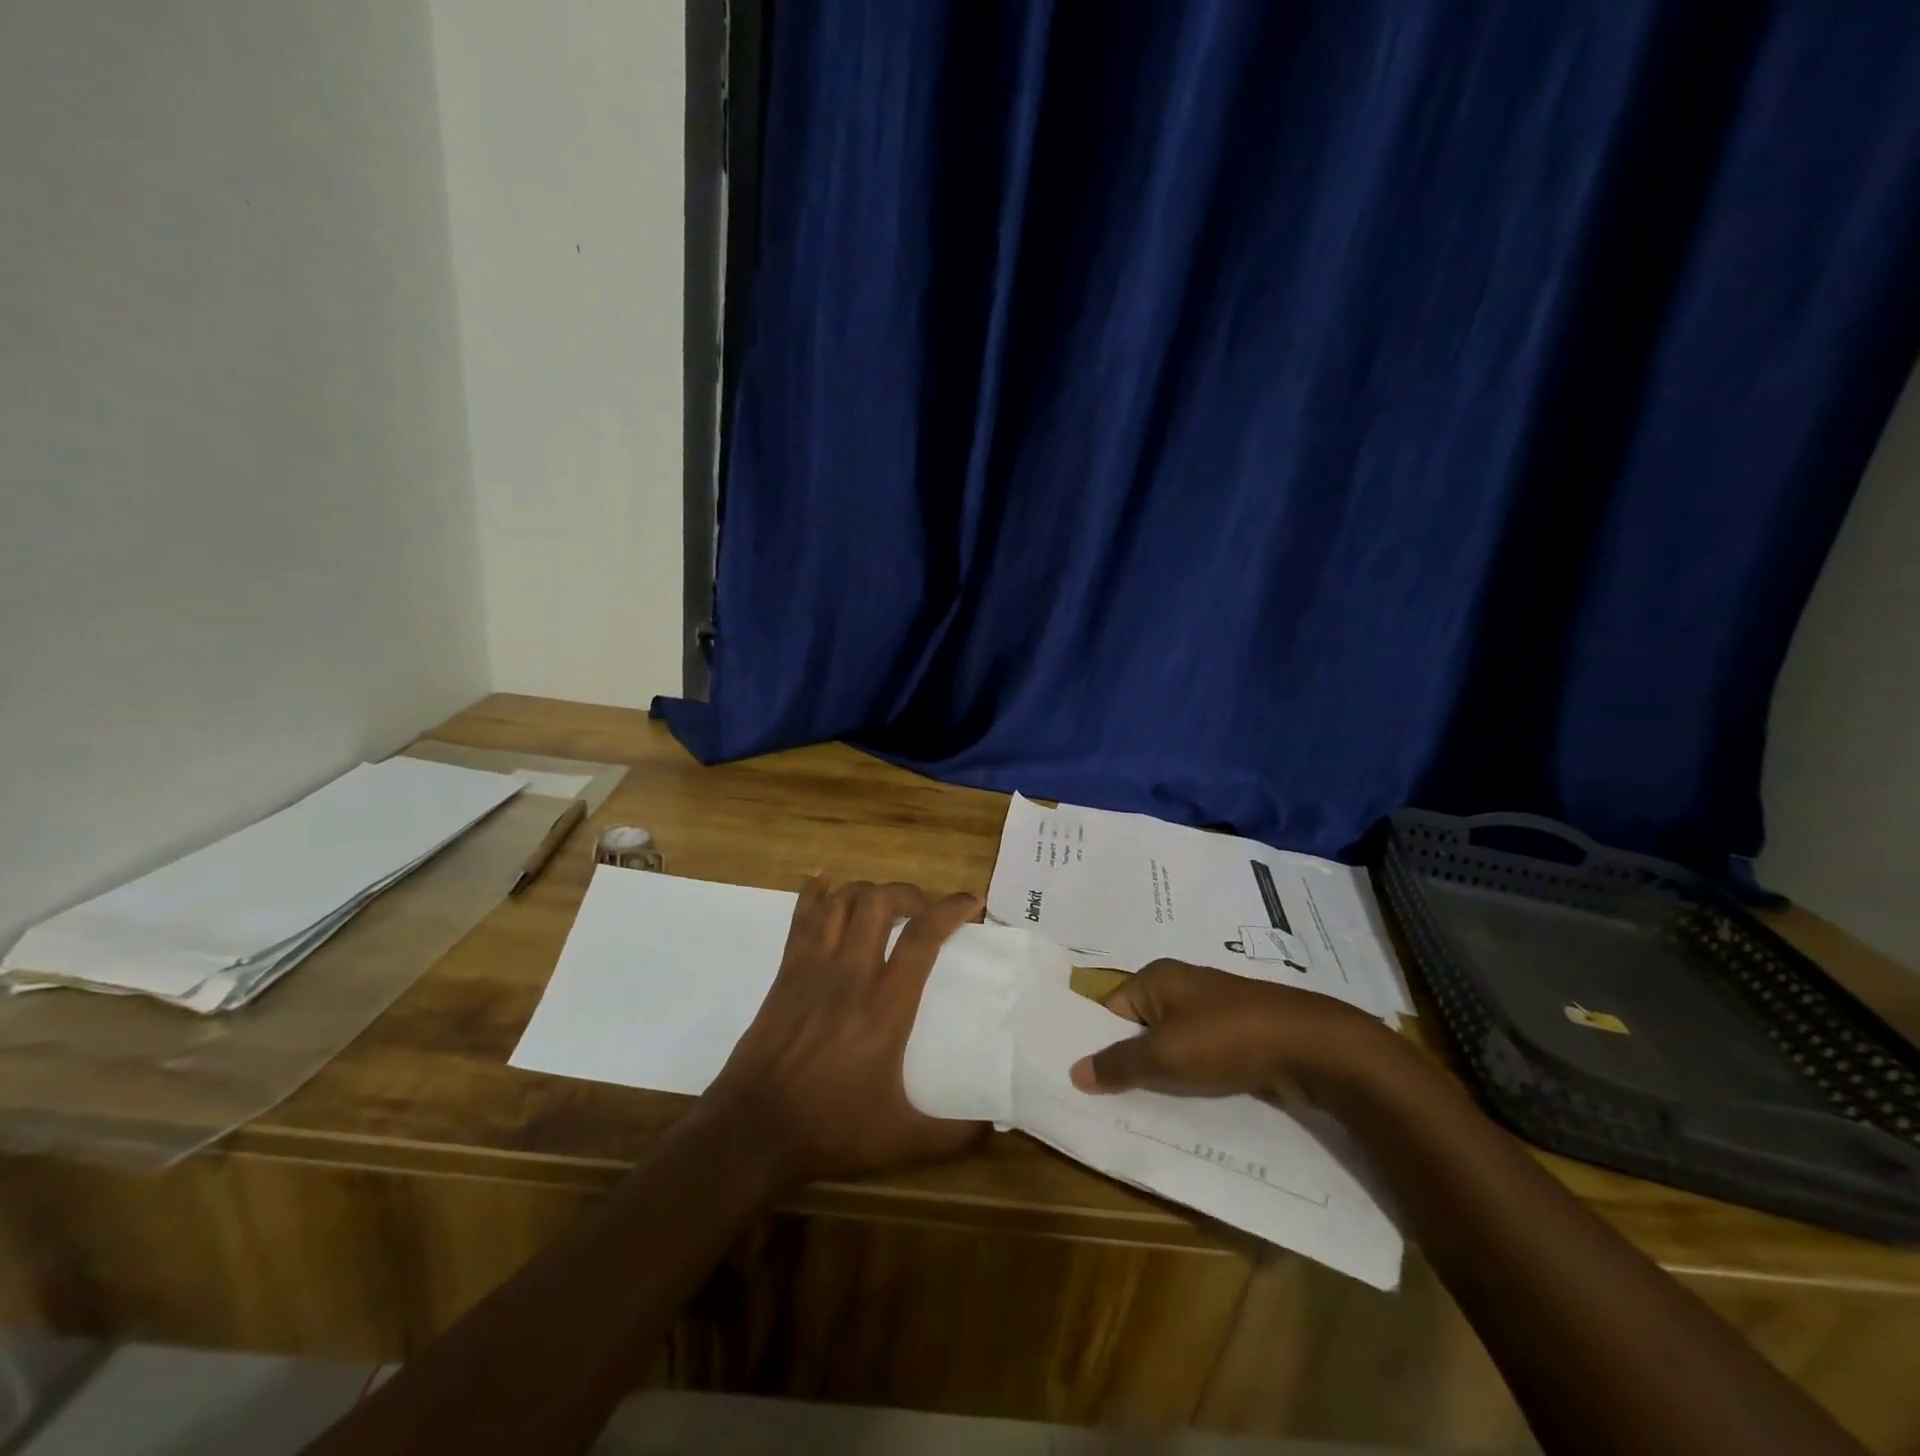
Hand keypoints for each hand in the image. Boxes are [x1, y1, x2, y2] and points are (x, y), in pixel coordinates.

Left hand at [706, 876, 986, 1185]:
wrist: (753, 1130)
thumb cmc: (830, 1129)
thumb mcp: (901, 1140)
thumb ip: (954, 1135)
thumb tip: (996, 1128)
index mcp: (886, 1005)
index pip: (923, 936)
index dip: (952, 908)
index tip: (973, 901)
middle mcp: (852, 973)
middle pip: (880, 901)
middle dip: (909, 892)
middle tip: (924, 909)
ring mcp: (813, 967)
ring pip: (842, 900)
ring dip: (868, 891)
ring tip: (884, 905)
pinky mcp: (786, 971)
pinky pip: (801, 916)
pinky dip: (815, 891)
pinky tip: (825, 881)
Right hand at [1068, 959, 1406, 1107]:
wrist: (1309, 1046)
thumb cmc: (1225, 1039)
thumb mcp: (1164, 1055)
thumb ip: (1118, 1064)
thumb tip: (1074, 1071)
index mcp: (1156, 978)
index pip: (1110, 1009)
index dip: (1096, 1043)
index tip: (1084, 1082)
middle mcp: (1180, 987)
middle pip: (1139, 1028)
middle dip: (1128, 1064)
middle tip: (1107, 1105)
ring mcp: (1212, 1011)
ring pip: (1171, 1047)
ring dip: (1161, 1076)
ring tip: (1142, 1113)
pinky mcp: (1238, 1035)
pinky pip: (1200, 1058)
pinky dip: (1191, 1079)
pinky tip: (1186, 1107)